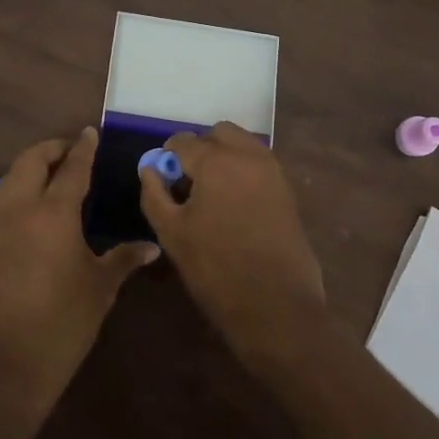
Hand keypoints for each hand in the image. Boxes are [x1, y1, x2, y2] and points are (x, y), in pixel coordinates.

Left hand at [0, 127, 158, 425]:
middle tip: (74, 150)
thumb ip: (123, 259)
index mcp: (53, 211)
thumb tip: (151, 245)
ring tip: (57, 171)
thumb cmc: (62, 320)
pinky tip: (41, 204)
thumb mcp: (100, 287)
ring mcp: (0, 226)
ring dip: (32, 165)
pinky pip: (6, 199)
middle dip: (51, 148)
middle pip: (31, 161)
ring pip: (12, 177)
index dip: (83, 148)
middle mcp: (21, 208)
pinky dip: (22, 186)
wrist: (6, 361)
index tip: (90, 133)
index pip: (71, 168)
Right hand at [138, 123, 325, 354]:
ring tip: (211, 194)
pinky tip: (233, 205)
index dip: (168, 157)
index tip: (163, 179)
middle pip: (219, 133)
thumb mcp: (171, 232)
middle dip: (201, 149)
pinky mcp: (287, 191)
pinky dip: (243, 171)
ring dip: (225, 157)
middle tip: (188, 182)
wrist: (275, 305)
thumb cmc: (215, 269)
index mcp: (216, 161)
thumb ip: (155, 193)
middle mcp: (248, 156)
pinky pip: (259, 165)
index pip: (183, 141)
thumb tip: (150, 169)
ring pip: (243, 145)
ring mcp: (273, 172)